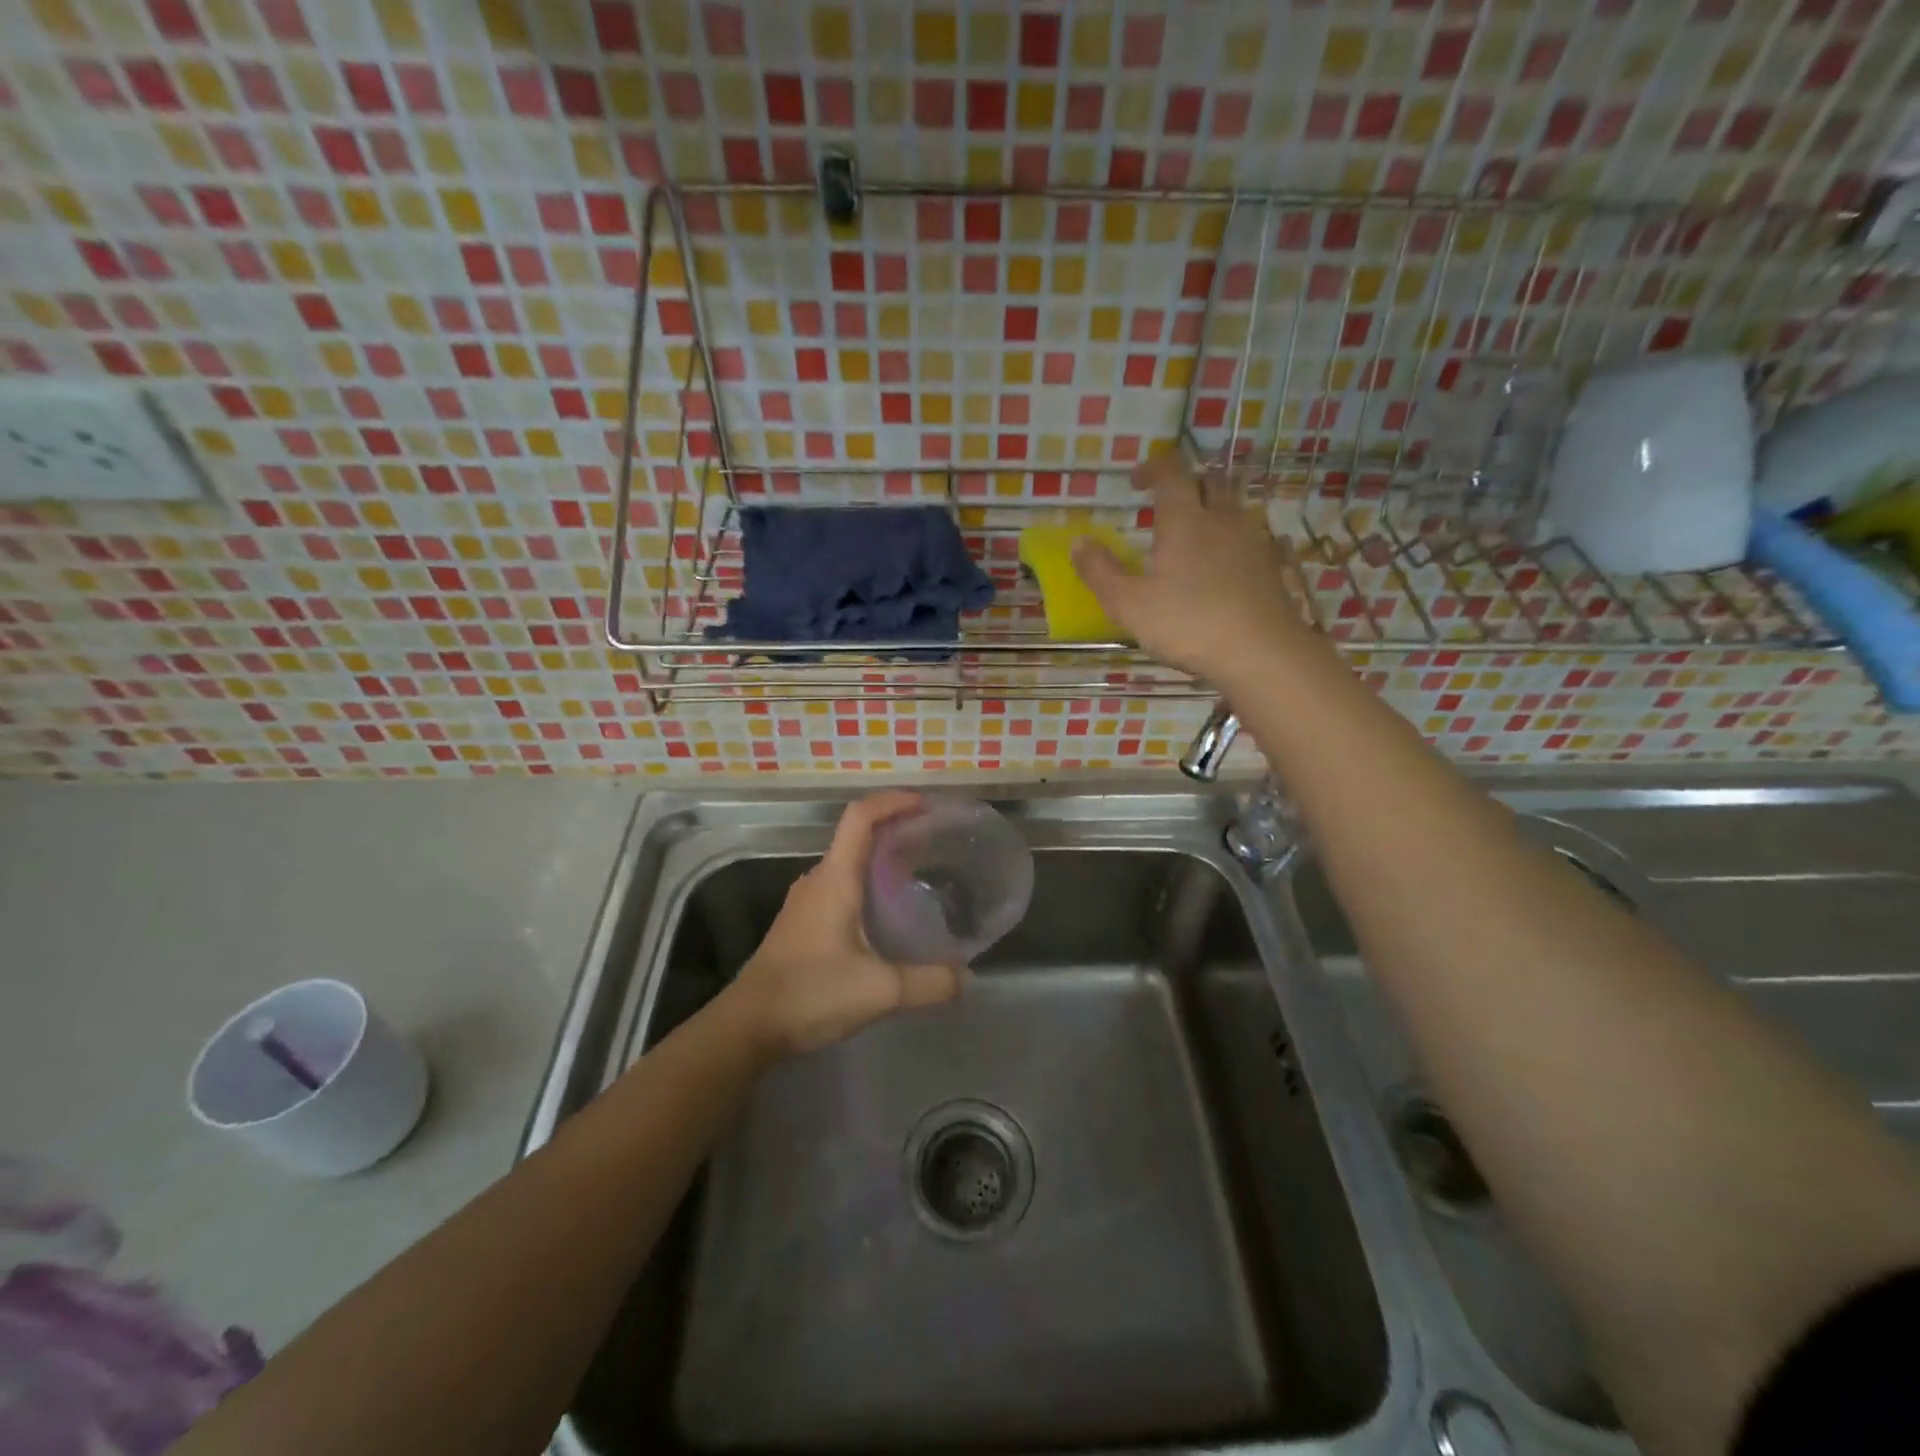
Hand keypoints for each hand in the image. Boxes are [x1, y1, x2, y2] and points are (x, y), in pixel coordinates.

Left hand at [725, 791, 962, 1057]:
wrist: (748, 1026)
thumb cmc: (810, 994)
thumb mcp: (880, 991)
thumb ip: (929, 983)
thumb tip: (965, 977)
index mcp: (835, 879)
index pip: (861, 817)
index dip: (893, 801)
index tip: (926, 804)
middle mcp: (818, 880)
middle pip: (857, 835)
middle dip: (896, 829)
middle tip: (935, 840)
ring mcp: (806, 902)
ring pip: (849, 863)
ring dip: (882, 858)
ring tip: (920, 873)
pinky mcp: (802, 924)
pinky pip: (841, 886)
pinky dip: (868, 883)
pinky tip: (888, 914)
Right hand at [1073, 453, 1312, 687]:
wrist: (1261, 652)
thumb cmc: (1187, 624)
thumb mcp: (1128, 604)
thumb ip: (1100, 571)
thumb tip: (1078, 542)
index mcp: (1185, 520)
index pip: (1171, 472)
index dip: (1153, 468)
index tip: (1136, 481)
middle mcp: (1222, 519)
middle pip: (1210, 480)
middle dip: (1188, 482)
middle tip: (1168, 502)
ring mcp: (1252, 540)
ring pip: (1234, 506)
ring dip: (1213, 507)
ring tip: (1195, 533)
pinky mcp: (1271, 565)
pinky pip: (1250, 535)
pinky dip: (1232, 537)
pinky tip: (1224, 563)